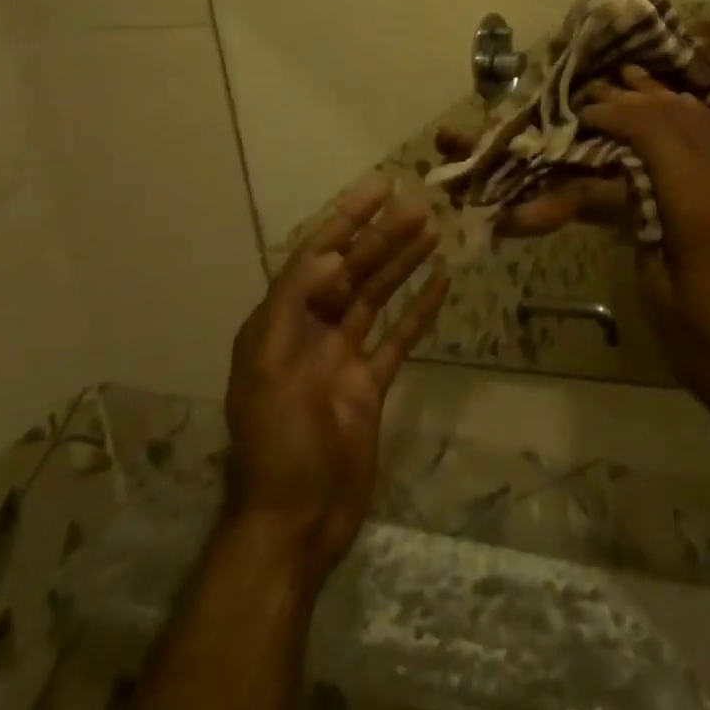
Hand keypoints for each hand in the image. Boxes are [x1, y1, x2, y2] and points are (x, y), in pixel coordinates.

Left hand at [223, 179, 449, 575]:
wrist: (296, 523)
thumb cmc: (277, 442)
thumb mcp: (268, 368)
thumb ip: (293, 305)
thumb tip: (327, 255)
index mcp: (280, 324)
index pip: (317, 255)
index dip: (347, 219)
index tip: (380, 187)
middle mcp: (311, 332)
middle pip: (353, 271)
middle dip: (384, 237)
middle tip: (422, 206)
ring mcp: (343, 357)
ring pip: (378, 296)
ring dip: (403, 263)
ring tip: (434, 231)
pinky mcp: (370, 383)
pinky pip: (398, 335)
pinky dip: (419, 308)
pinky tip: (441, 282)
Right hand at [582, 67, 709, 452]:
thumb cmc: (709, 346)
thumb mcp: (654, 287)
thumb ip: (634, 222)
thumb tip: (612, 182)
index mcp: (700, 206)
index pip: (654, 132)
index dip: (617, 114)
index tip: (587, 111)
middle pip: (683, 117)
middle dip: (639, 99)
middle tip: (605, 91)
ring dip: (672, 101)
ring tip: (639, 84)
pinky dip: (704, 119)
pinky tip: (687, 113)